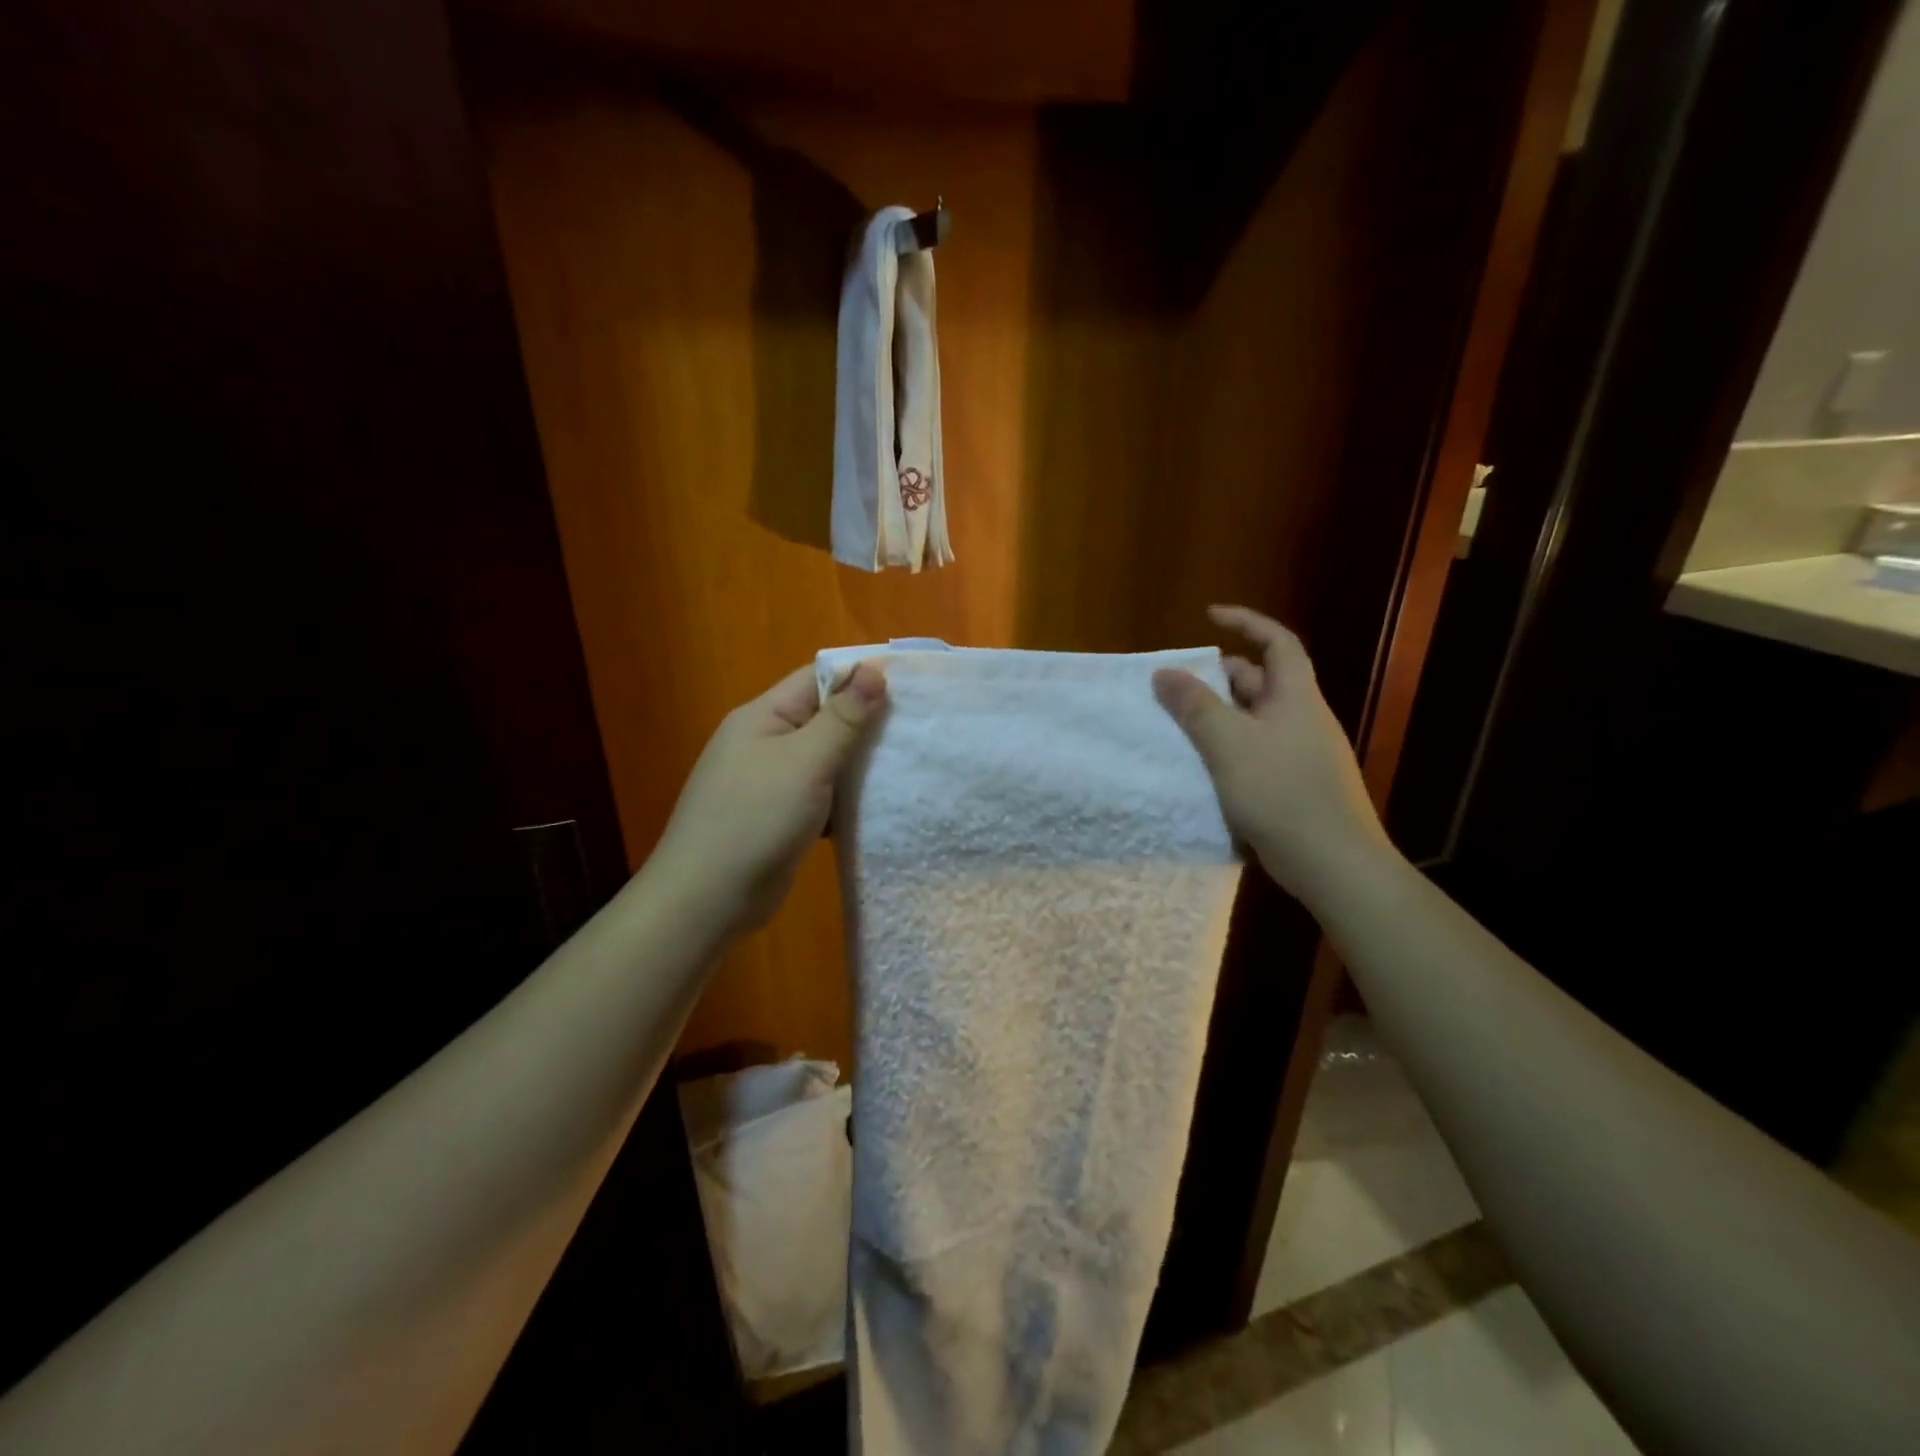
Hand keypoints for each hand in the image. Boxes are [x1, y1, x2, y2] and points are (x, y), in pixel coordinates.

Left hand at [649, 661, 886, 933]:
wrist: (707, 901)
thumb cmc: (756, 820)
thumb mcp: (806, 762)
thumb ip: (843, 718)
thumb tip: (874, 669)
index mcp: (763, 716)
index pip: (817, 677)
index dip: (861, 676)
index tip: (910, 684)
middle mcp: (764, 742)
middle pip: (823, 718)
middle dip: (867, 721)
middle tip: (918, 726)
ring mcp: (769, 782)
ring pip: (825, 759)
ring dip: (860, 763)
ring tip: (908, 762)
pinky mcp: (778, 817)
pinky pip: (821, 794)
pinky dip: (846, 797)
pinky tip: (879, 805)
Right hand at [1153, 605, 1388, 903]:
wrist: (1334, 863)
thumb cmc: (1281, 793)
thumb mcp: (1229, 744)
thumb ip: (1195, 706)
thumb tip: (1164, 673)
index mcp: (1295, 697)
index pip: (1276, 642)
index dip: (1246, 621)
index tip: (1209, 615)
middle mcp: (1303, 717)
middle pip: (1261, 681)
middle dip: (1220, 677)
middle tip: (1179, 685)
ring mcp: (1303, 753)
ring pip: (1255, 719)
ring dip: (1220, 716)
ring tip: (1181, 727)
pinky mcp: (1297, 784)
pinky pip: (1257, 751)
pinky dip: (1229, 748)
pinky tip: (1205, 768)